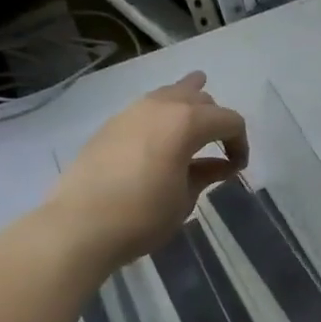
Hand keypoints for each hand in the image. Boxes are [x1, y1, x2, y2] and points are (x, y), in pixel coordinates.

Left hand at [42, 72, 247, 272]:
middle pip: (200, 100)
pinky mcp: (110, 125)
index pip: (229, 120)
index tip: (237, 168)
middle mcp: (160, 107)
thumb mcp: (185, 199)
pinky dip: (163, 116)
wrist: (80, 226)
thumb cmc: (143, 216)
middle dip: (216, 120)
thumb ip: (206, 174)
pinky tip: (163, 135)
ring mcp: (131, 112)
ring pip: (170, 95)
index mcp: (186, 122)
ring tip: (197, 120)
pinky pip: (147, 109)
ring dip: (188, 107)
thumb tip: (220, 165)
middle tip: (219, 147)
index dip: (241, 143)